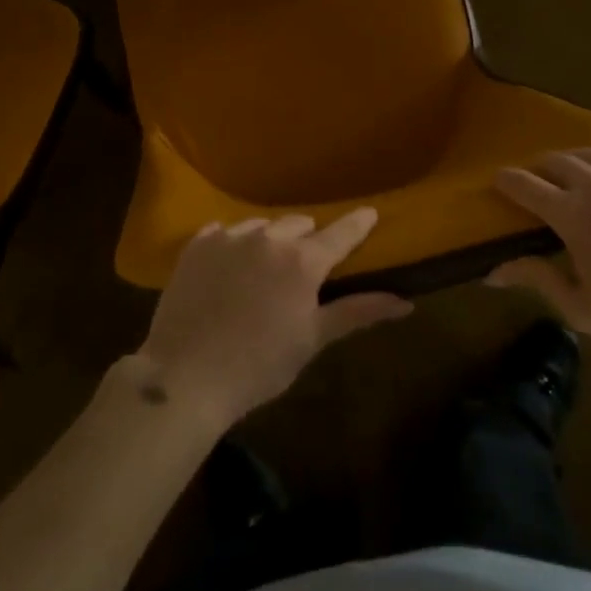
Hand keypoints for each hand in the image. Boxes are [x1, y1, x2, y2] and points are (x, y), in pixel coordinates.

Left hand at [136, 208, 412, 430]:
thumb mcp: (312, 340)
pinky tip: (227, 268)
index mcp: (303, 261)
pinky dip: (232, 244)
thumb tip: (405, 302)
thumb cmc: (258, 365)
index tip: (370, 213)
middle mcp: (269, 238)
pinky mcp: (197, 245)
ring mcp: (230, 237)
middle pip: (299, 224)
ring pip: (261, 226)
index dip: (358, 224)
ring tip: (261, 271)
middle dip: (307, 241)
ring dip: (269, 241)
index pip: (341, 233)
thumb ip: (358, 313)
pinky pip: (223, 231)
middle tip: (302, 269)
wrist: (184, 377)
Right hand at [488, 138, 590, 348]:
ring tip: (570, 175)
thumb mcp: (582, 307)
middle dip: (537, 171)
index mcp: (571, 214)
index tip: (498, 184)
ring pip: (583, 151)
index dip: (505, 182)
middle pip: (551, 160)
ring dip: (569, 161)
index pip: (523, 185)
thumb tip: (492, 272)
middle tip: (537, 187)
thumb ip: (537, 280)